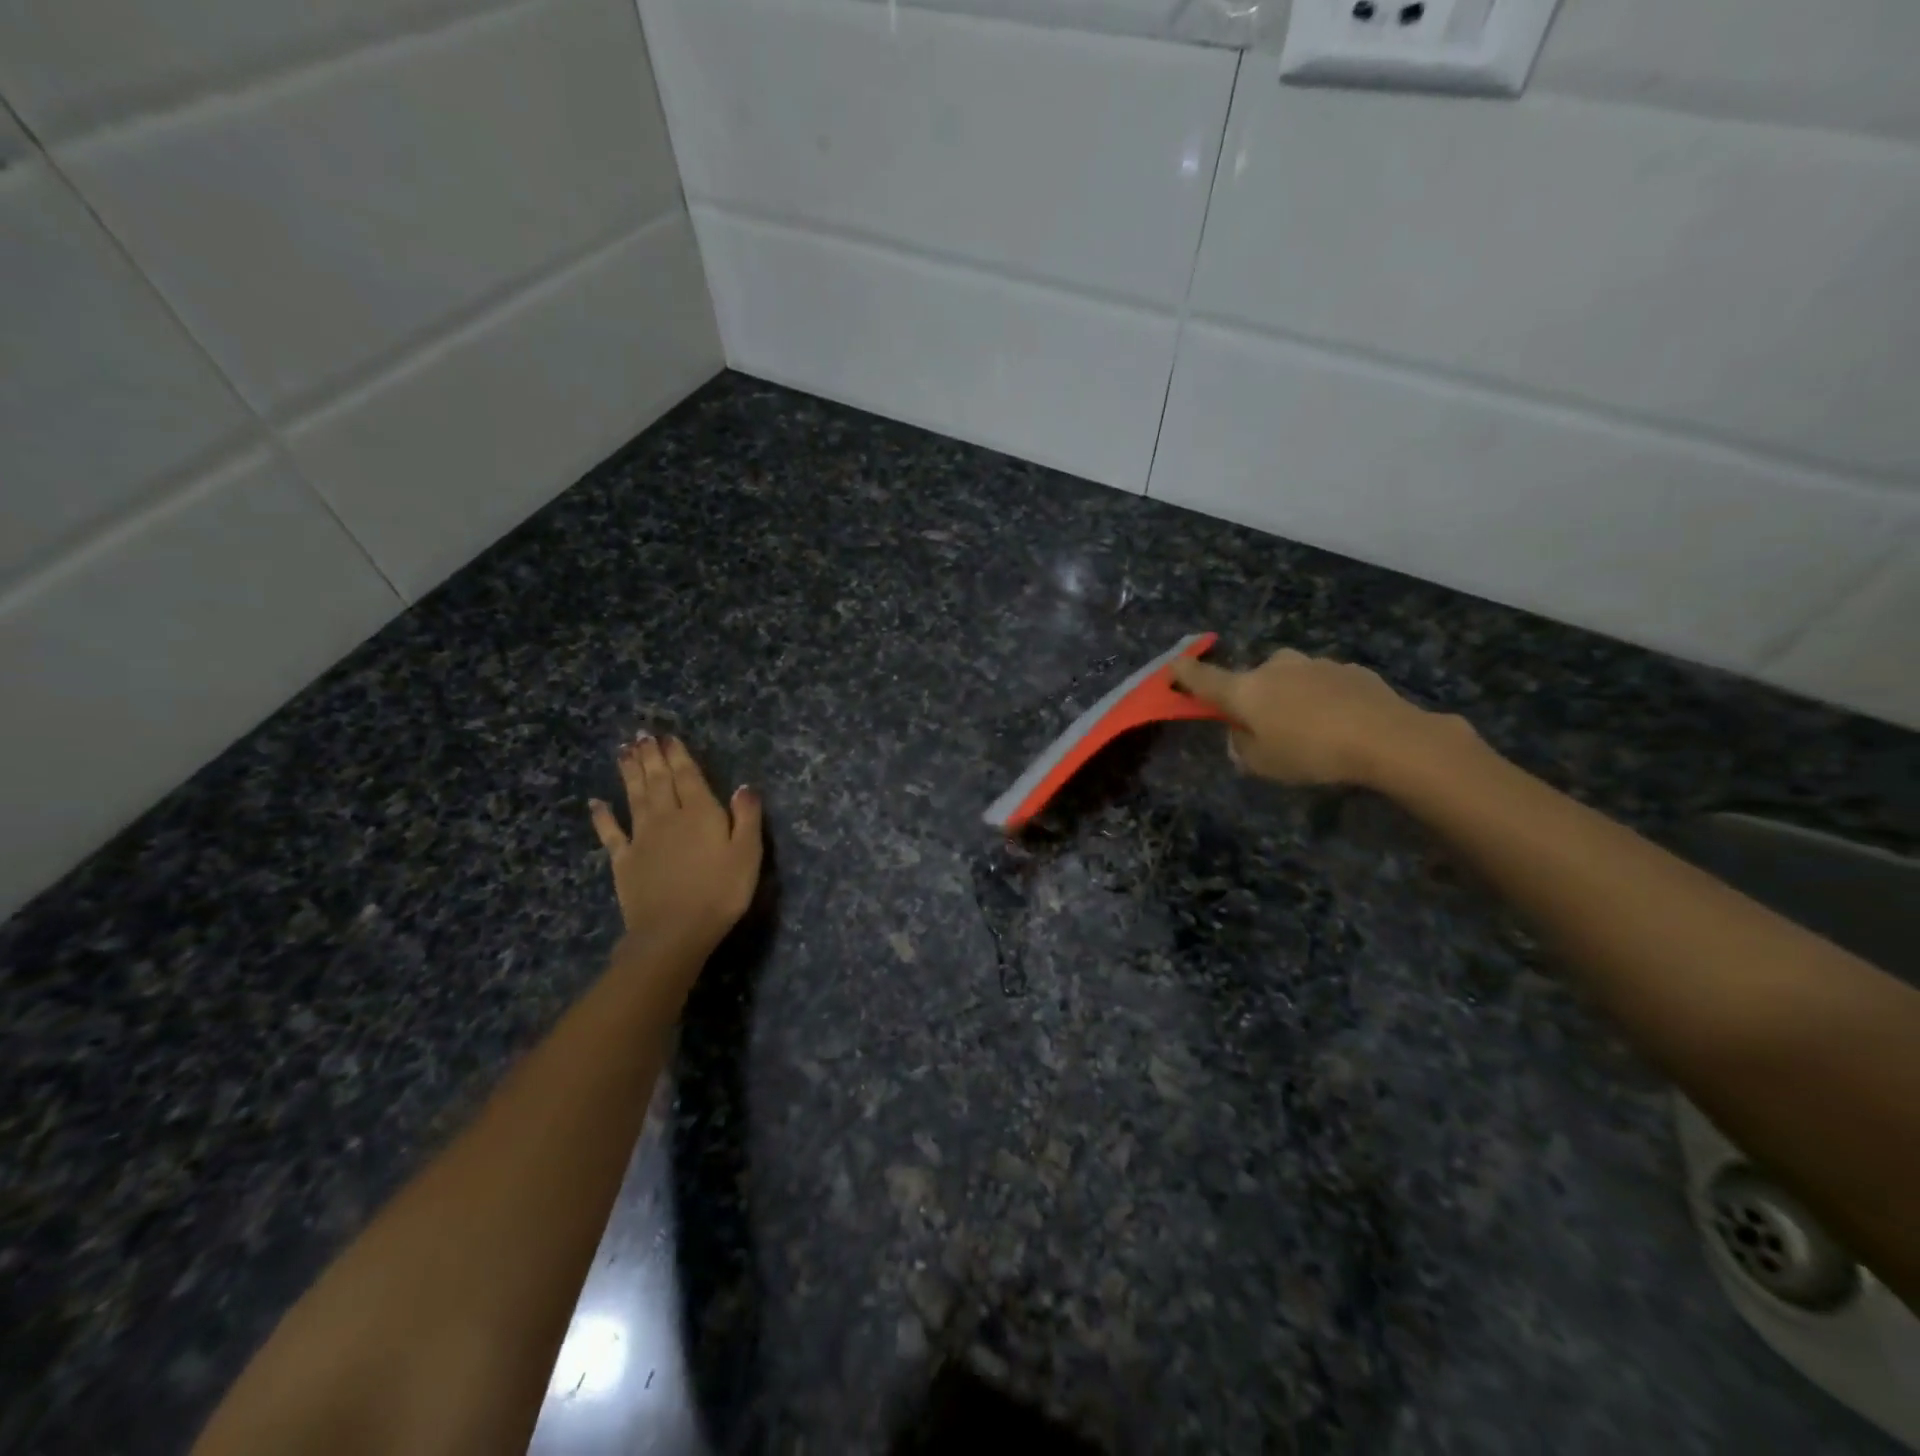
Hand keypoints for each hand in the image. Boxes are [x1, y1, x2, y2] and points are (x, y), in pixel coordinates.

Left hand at [589, 735, 763, 959]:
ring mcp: (642, 838)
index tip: (668, 737)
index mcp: (700, 813)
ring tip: (624, 751)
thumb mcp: (747, 854)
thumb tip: (745, 786)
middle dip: (651, 756)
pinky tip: (595, 802)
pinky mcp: (623, 860)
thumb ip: (746, 817)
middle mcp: (668, 817)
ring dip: (630, 772)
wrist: (674, 931)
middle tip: (642, 735)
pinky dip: (602, 815)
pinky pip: (610, 832)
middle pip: (658, 780)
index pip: (688, 776)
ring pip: (634, 796)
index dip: (678, 755)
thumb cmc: (720, 892)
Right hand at [1171, 648, 1464, 786]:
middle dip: (1254, 696)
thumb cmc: (1312, 753)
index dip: (1185, 674)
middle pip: (1253, 679)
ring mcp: (1314, 664)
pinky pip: (1323, 683)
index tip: (1173, 666)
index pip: (1204, 679)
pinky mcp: (1349, 669)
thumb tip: (1240, 736)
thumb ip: (1242, 749)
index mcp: (1246, 690)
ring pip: (1290, 679)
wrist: (1388, 737)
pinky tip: (1341, 723)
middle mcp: (1275, 667)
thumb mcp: (1263, 765)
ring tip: (1312, 729)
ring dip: (1291, 697)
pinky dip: (1322, 698)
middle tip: (1267, 727)